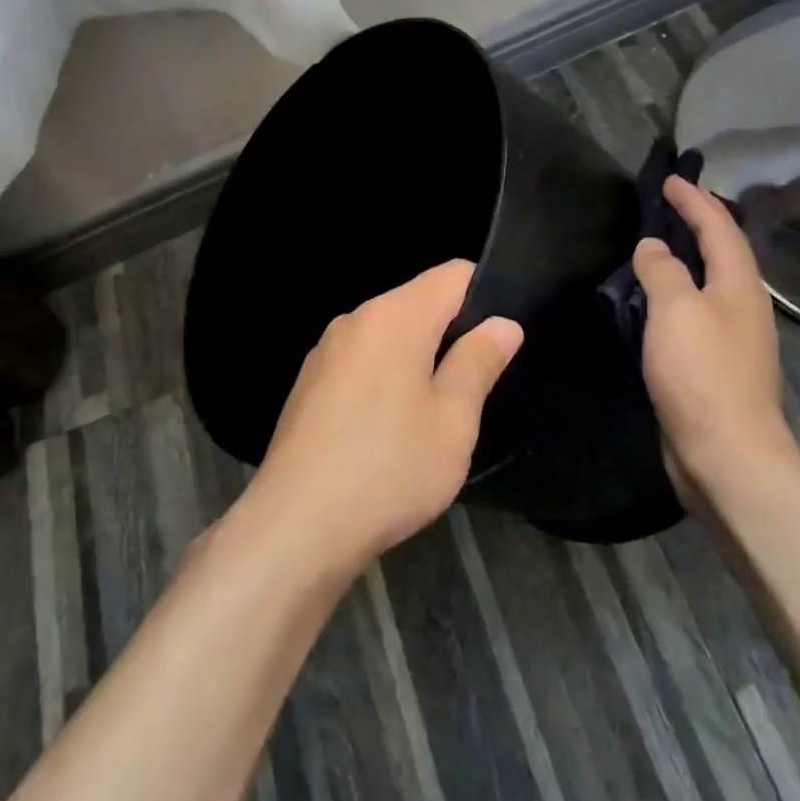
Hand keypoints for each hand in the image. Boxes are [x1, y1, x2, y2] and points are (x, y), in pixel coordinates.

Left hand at [248, 260, 522, 571]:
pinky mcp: (309, 384)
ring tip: (437, 412)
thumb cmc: (389, 467)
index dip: (486, 294)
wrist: (296, 526)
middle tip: (476, 385)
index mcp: (394, 316)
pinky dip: (386, 379)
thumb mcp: (453, 419)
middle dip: (452, 332)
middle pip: (418, 303)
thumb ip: (478, 362)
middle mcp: (355, 319)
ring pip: (389, 336)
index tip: (502, 336)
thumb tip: (502, 324)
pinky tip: (390, 430)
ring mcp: (326, 352)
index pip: (452, 275)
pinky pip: (362, 363)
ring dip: (418, 360)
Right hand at [633, 175, 797, 497]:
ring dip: (688, 259)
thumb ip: (663, 270)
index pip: (719, 227)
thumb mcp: (676, 310)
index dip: (694, 201)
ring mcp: (734, 338)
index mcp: (739, 285)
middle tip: (667, 206)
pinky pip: (697, 313)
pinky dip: (679, 294)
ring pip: (711, 283)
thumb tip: (653, 246)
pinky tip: (657, 303)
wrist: (727, 454)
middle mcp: (743, 306)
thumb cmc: (702, 373)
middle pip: (723, 252)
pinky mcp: (718, 366)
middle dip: (699, 224)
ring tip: (659, 246)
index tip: (669, 180)